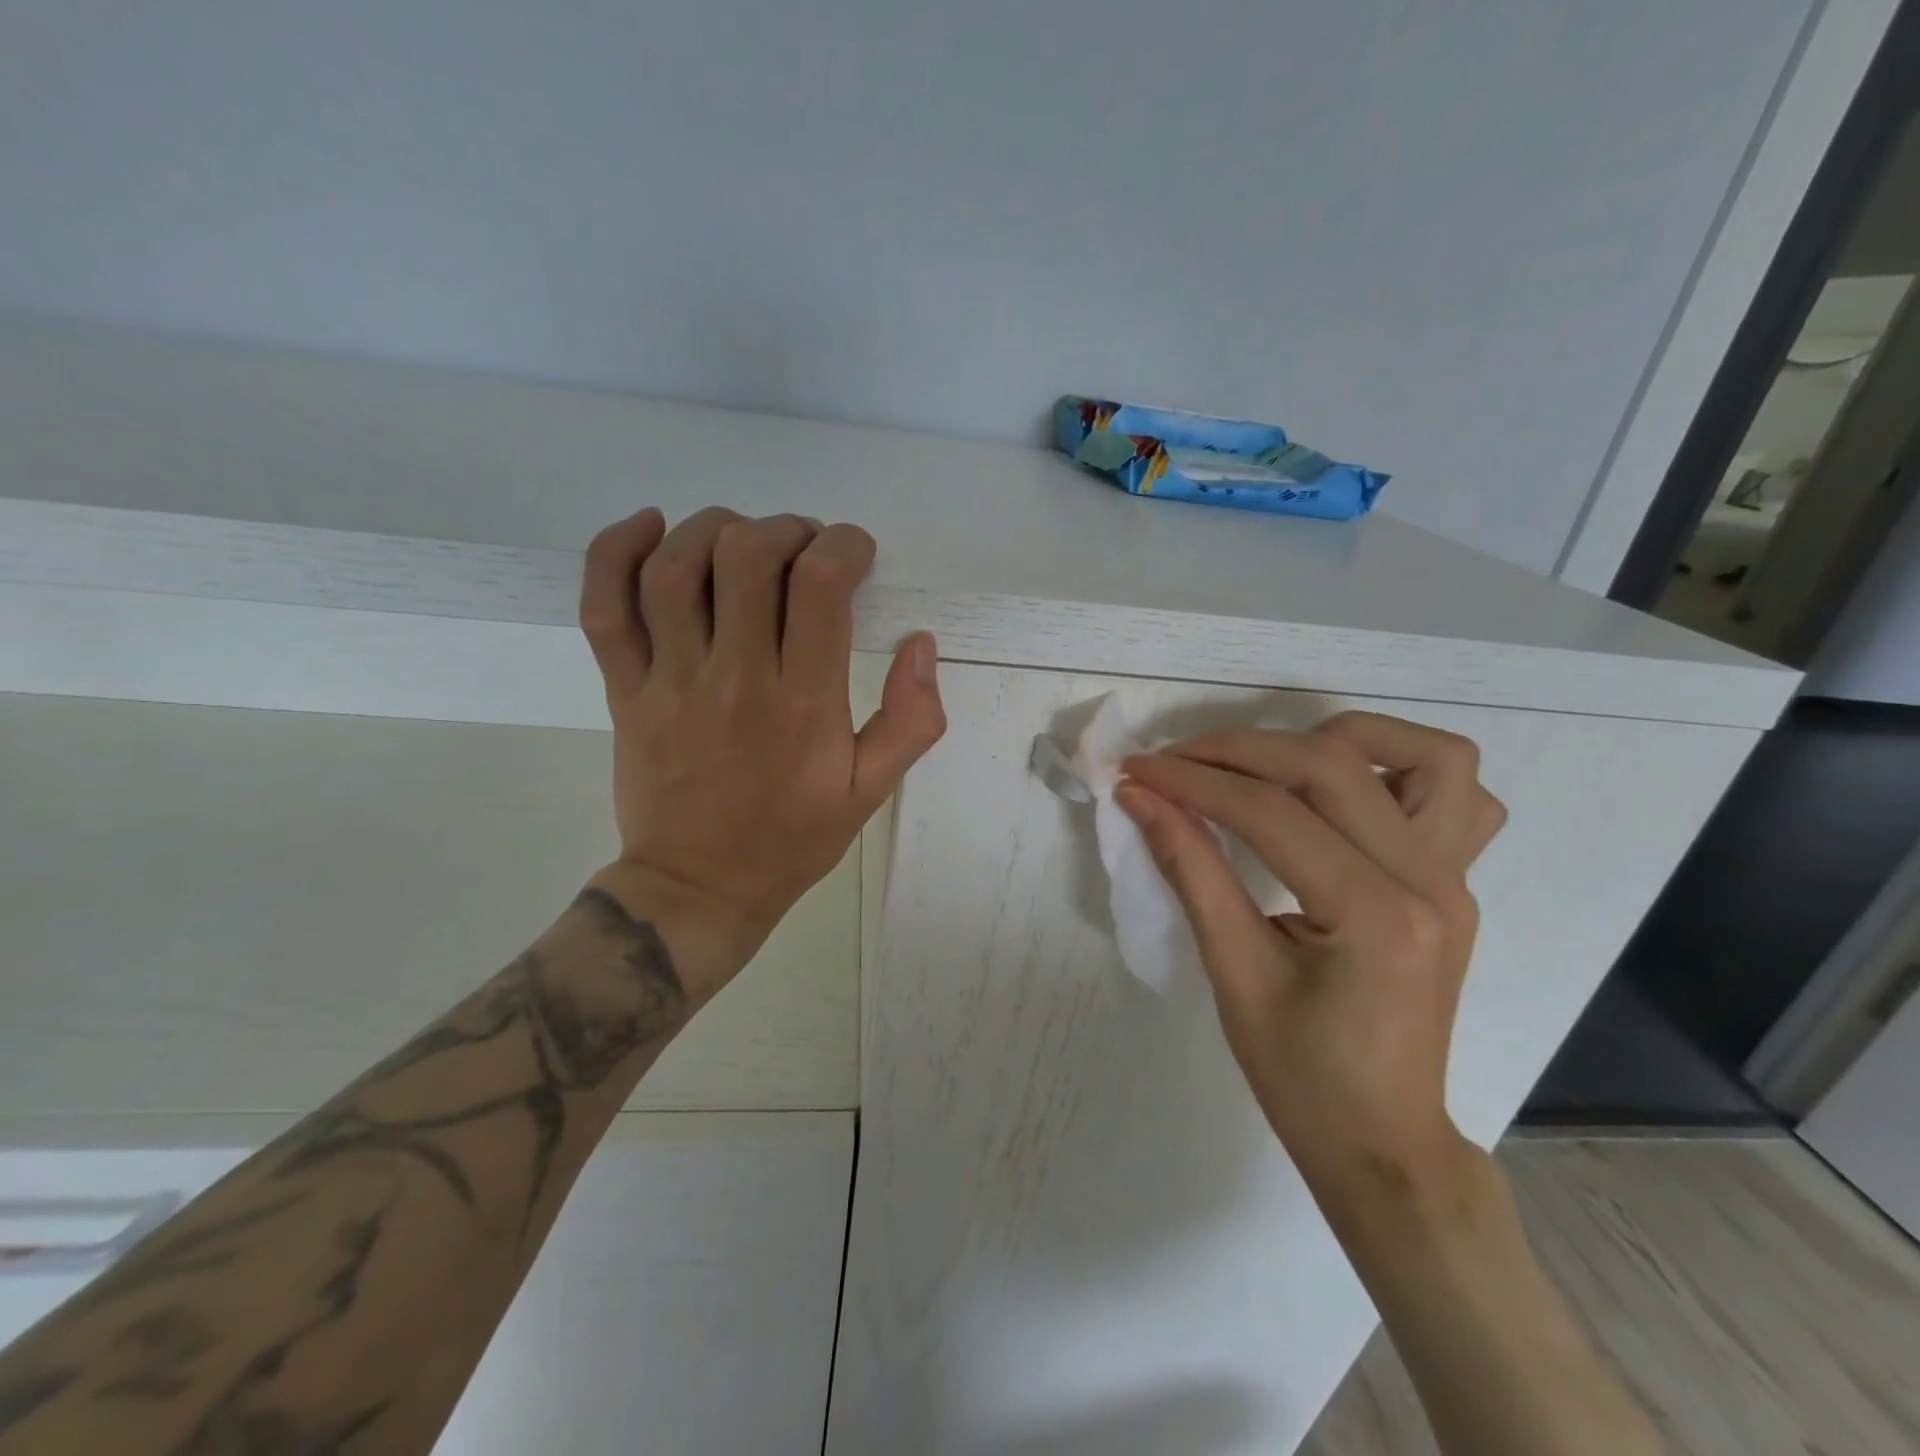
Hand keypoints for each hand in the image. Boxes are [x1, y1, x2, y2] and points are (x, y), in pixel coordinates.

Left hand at [577, 507, 946, 987]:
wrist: (699, 888)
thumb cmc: (792, 840)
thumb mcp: (871, 792)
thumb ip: (911, 721)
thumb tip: (921, 644)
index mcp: (803, 703)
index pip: (821, 584)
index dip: (844, 546)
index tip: (855, 556)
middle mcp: (736, 678)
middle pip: (747, 556)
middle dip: (785, 530)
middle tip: (803, 549)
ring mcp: (670, 682)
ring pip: (676, 568)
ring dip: (714, 529)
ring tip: (743, 539)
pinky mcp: (625, 690)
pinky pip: (605, 608)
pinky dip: (617, 552)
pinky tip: (650, 528)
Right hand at [1116, 713, 1504, 1200]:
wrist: (1382, 1141)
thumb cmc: (1299, 1075)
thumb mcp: (1233, 973)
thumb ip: (1190, 870)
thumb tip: (1141, 798)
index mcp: (1375, 917)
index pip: (1270, 813)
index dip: (1193, 782)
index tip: (1135, 771)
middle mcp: (1432, 883)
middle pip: (1332, 765)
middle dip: (1239, 750)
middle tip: (1175, 763)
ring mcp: (1457, 879)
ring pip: (1429, 757)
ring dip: (1340, 739)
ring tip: (1272, 763)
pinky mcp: (1455, 883)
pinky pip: (1457, 797)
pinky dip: (1398, 771)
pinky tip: (1342, 796)